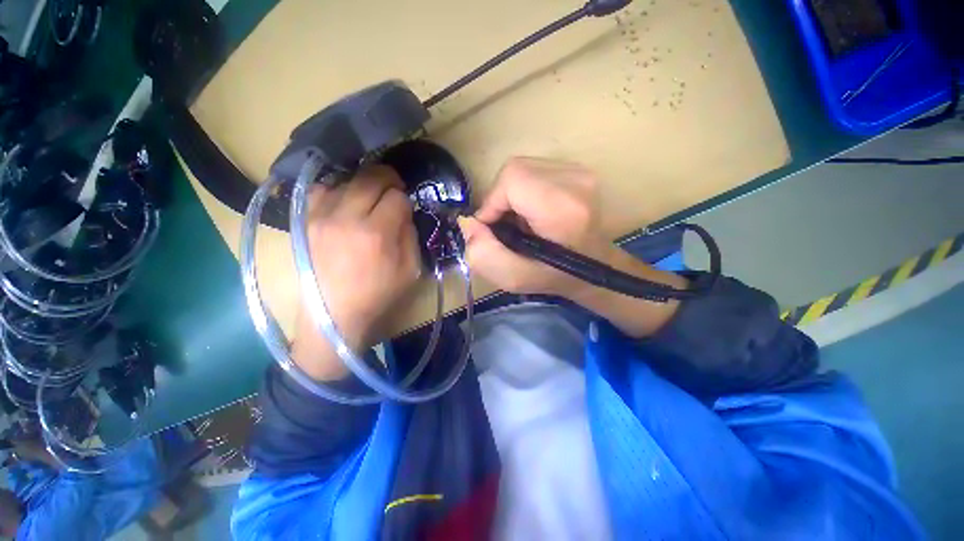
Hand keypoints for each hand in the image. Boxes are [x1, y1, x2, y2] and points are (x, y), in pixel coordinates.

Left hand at [291, 166, 420, 380]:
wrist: (333, 315)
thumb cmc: (378, 296)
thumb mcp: (410, 271)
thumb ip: (410, 236)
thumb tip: (403, 213)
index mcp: (377, 234)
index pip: (397, 198)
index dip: (405, 200)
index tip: (406, 209)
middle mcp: (347, 218)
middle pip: (370, 178)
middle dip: (388, 178)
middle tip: (394, 187)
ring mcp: (321, 217)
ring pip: (346, 180)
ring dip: (364, 183)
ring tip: (371, 195)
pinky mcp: (306, 221)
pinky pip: (321, 190)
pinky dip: (337, 189)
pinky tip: (345, 201)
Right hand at [459, 157, 687, 337]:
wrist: (595, 268)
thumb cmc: (556, 276)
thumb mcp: (515, 278)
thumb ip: (484, 254)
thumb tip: (468, 223)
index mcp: (563, 209)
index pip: (512, 178)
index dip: (492, 202)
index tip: (493, 228)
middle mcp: (577, 181)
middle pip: (515, 169)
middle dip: (500, 198)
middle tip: (506, 226)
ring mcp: (581, 172)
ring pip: (523, 168)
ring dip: (511, 194)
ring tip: (520, 220)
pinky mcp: (579, 170)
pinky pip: (535, 170)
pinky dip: (524, 190)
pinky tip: (532, 211)